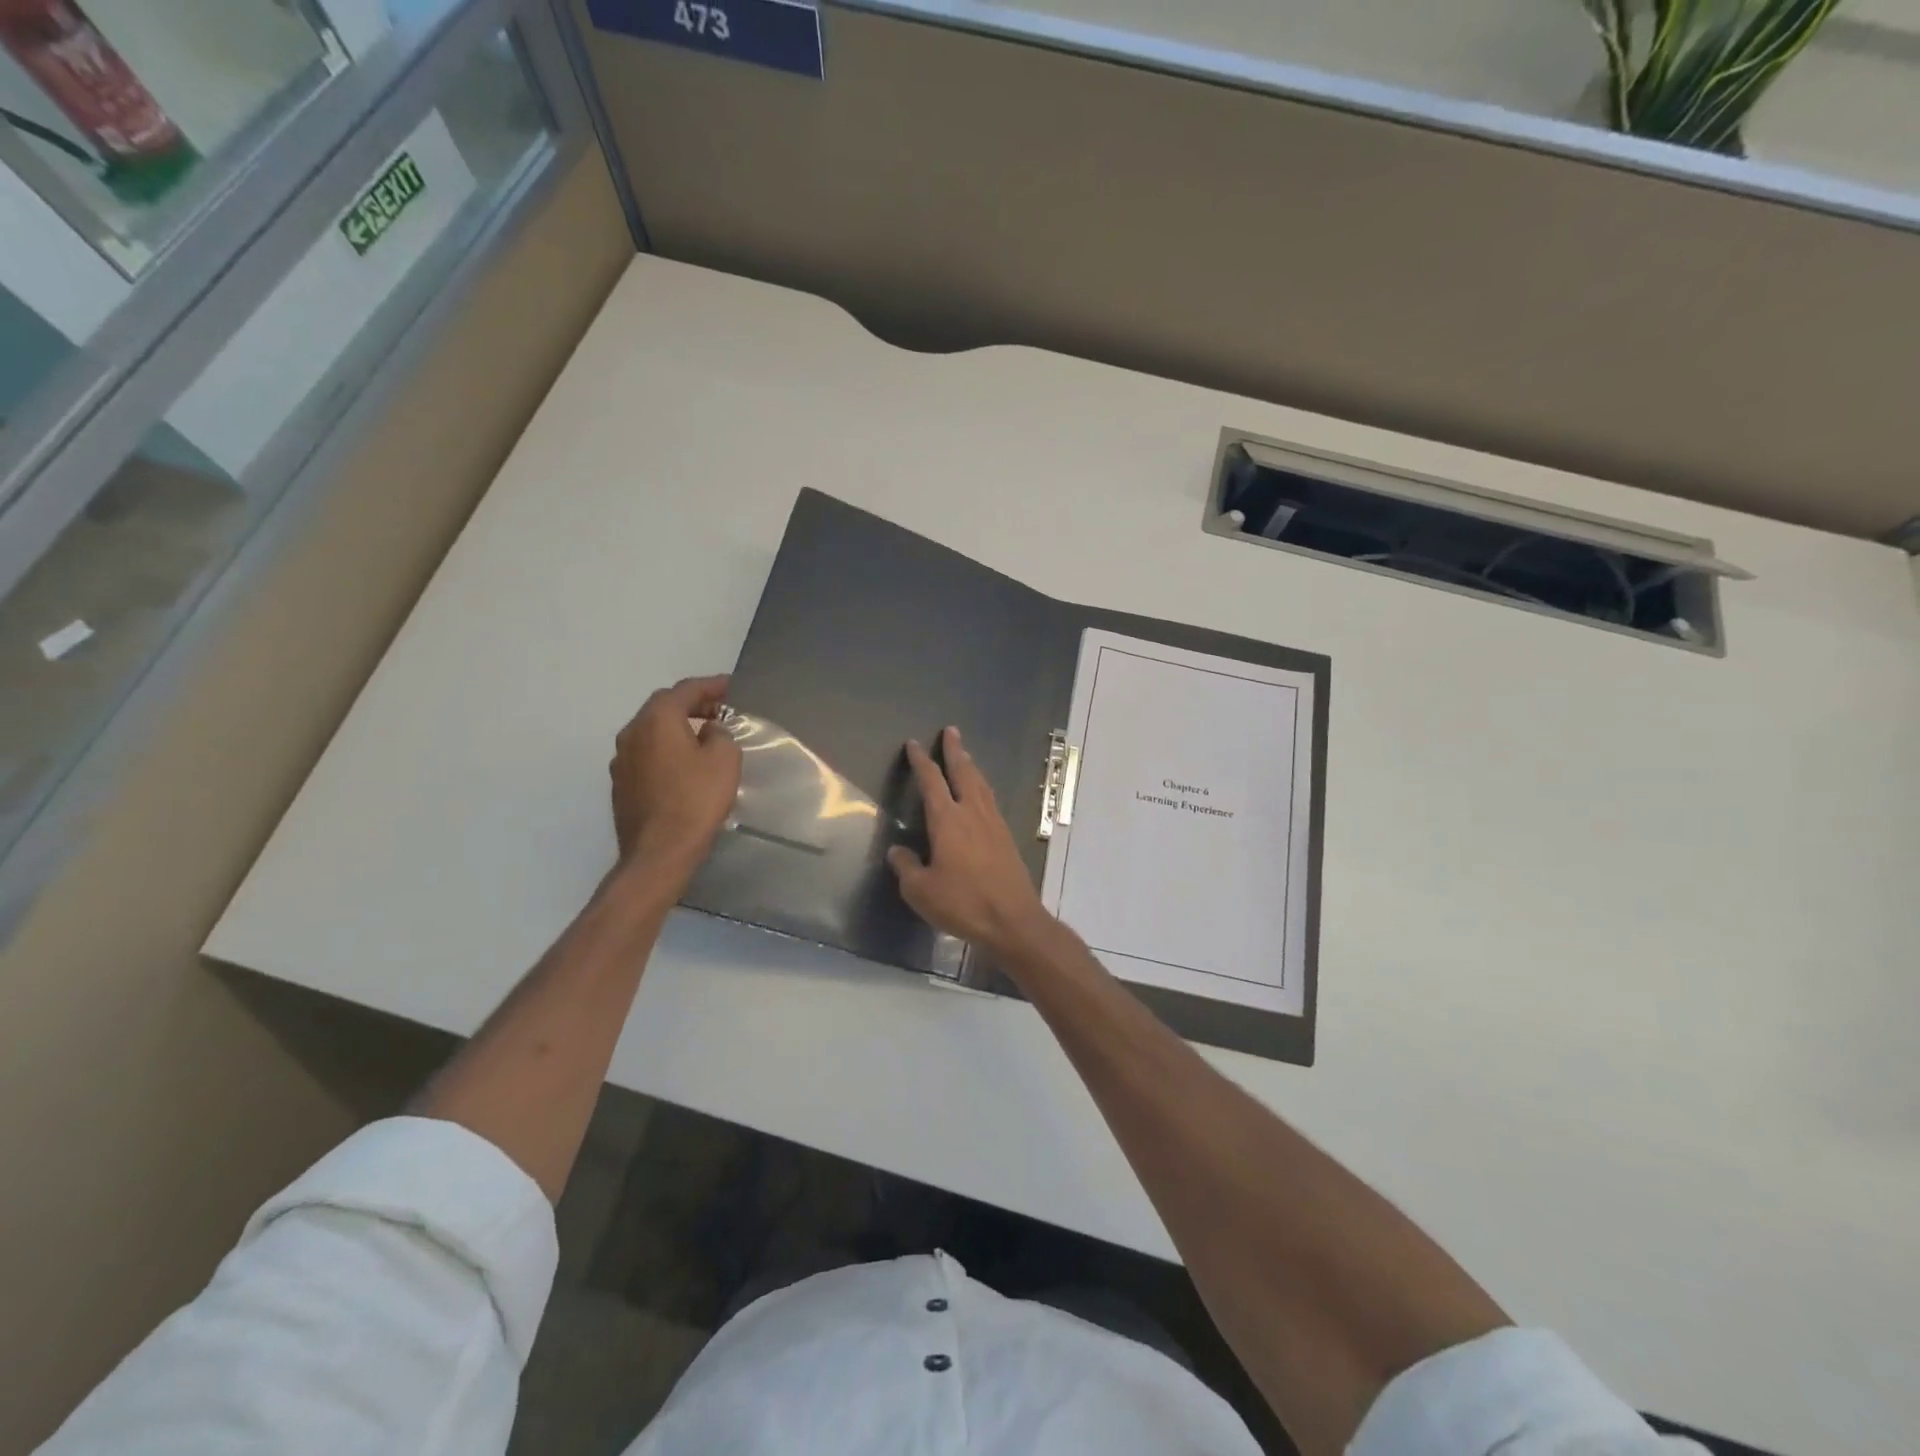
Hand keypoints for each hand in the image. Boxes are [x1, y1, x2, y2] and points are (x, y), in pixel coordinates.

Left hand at [609, 675, 741, 872]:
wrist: (659, 852)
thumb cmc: (696, 800)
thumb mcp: (724, 760)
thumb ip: (720, 734)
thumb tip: (709, 731)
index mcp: (657, 720)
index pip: (685, 690)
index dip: (712, 685)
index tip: (732, 686)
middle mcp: (631, 733)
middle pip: (663, 706)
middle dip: (692, 704)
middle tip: (720, 710)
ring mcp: (621, 760)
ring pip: (652, 731)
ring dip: (677, 727)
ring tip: (703, 736)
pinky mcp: (621, 784)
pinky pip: (646, 754)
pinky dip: (666, 749)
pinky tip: (684, 764)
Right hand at [887, 726, 1052, 957]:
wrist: (1012, 920)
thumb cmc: (963, 903)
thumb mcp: (921, 891)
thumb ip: (907, 867)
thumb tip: (898, 852)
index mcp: (947, 820)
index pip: (931, 781)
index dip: (921, 761)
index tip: (914, 744)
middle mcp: (972, 813)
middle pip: (963, 772)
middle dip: (955, 750)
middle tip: (951, 731)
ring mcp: (993, 823)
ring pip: (981, 784)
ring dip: (971, 766)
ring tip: (966, 755)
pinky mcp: (1006, 837)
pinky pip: (991, 800)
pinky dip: (982, 787)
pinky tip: (981, 793)